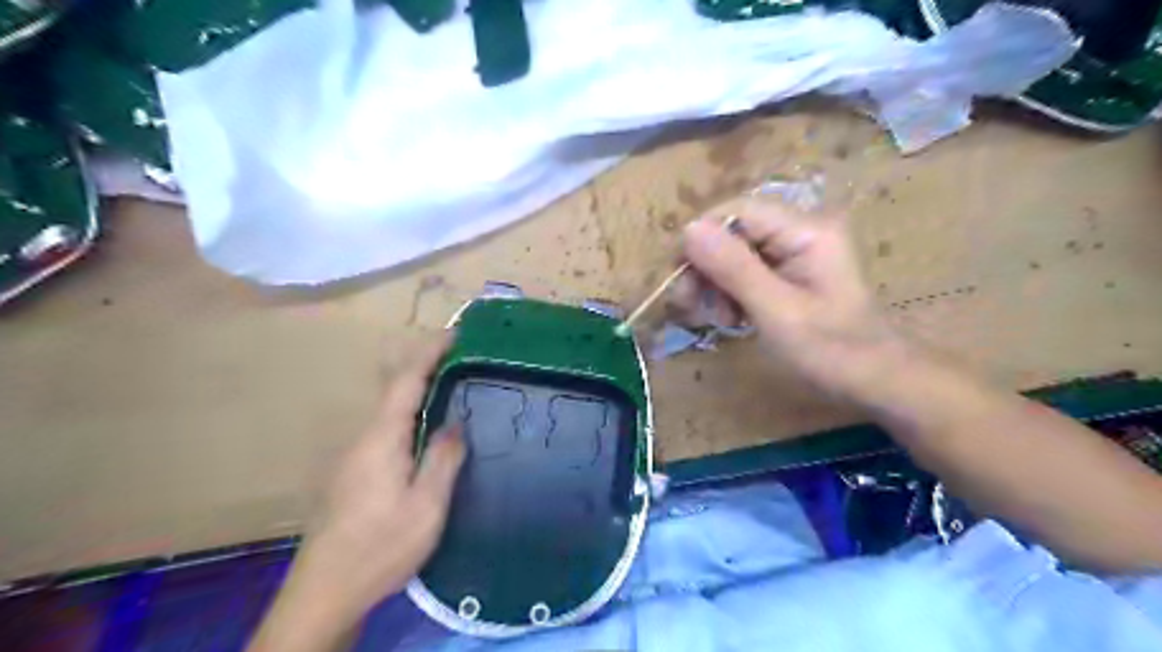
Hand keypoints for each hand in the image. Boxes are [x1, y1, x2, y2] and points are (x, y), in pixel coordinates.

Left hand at [249, 337, 466, 651]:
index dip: (429, 353)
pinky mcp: (354, 472)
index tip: (454, 334)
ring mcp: (354, 455)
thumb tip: (456, 422)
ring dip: (417, 389)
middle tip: (456, 354)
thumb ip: (443, 459)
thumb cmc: (380, 547)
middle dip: (422, 363)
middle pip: (392, 388)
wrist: (325, 592)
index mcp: (381, 439)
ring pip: (388, 409)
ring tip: (451, 386)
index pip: (405, 381)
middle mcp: (363, 438)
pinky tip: (427, 428)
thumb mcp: (426, 507)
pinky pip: (386, 428)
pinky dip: (410, 413)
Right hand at [677, 197, 912, 402]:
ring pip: (735, 254)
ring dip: (716, 284)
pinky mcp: (789, 274)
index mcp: (806, 231)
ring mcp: (795, 253)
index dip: (702, 238)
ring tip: (716, 319)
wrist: (874, 382)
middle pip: (734, 232)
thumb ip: (734, 268)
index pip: (737, 211)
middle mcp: (800, 232)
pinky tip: (731, 319)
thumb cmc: (830, 350)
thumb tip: (688, 229)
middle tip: (690, 305)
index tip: (680, 277)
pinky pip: (746, 272)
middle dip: (707, 267)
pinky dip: (731, 294)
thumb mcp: (777, 311)